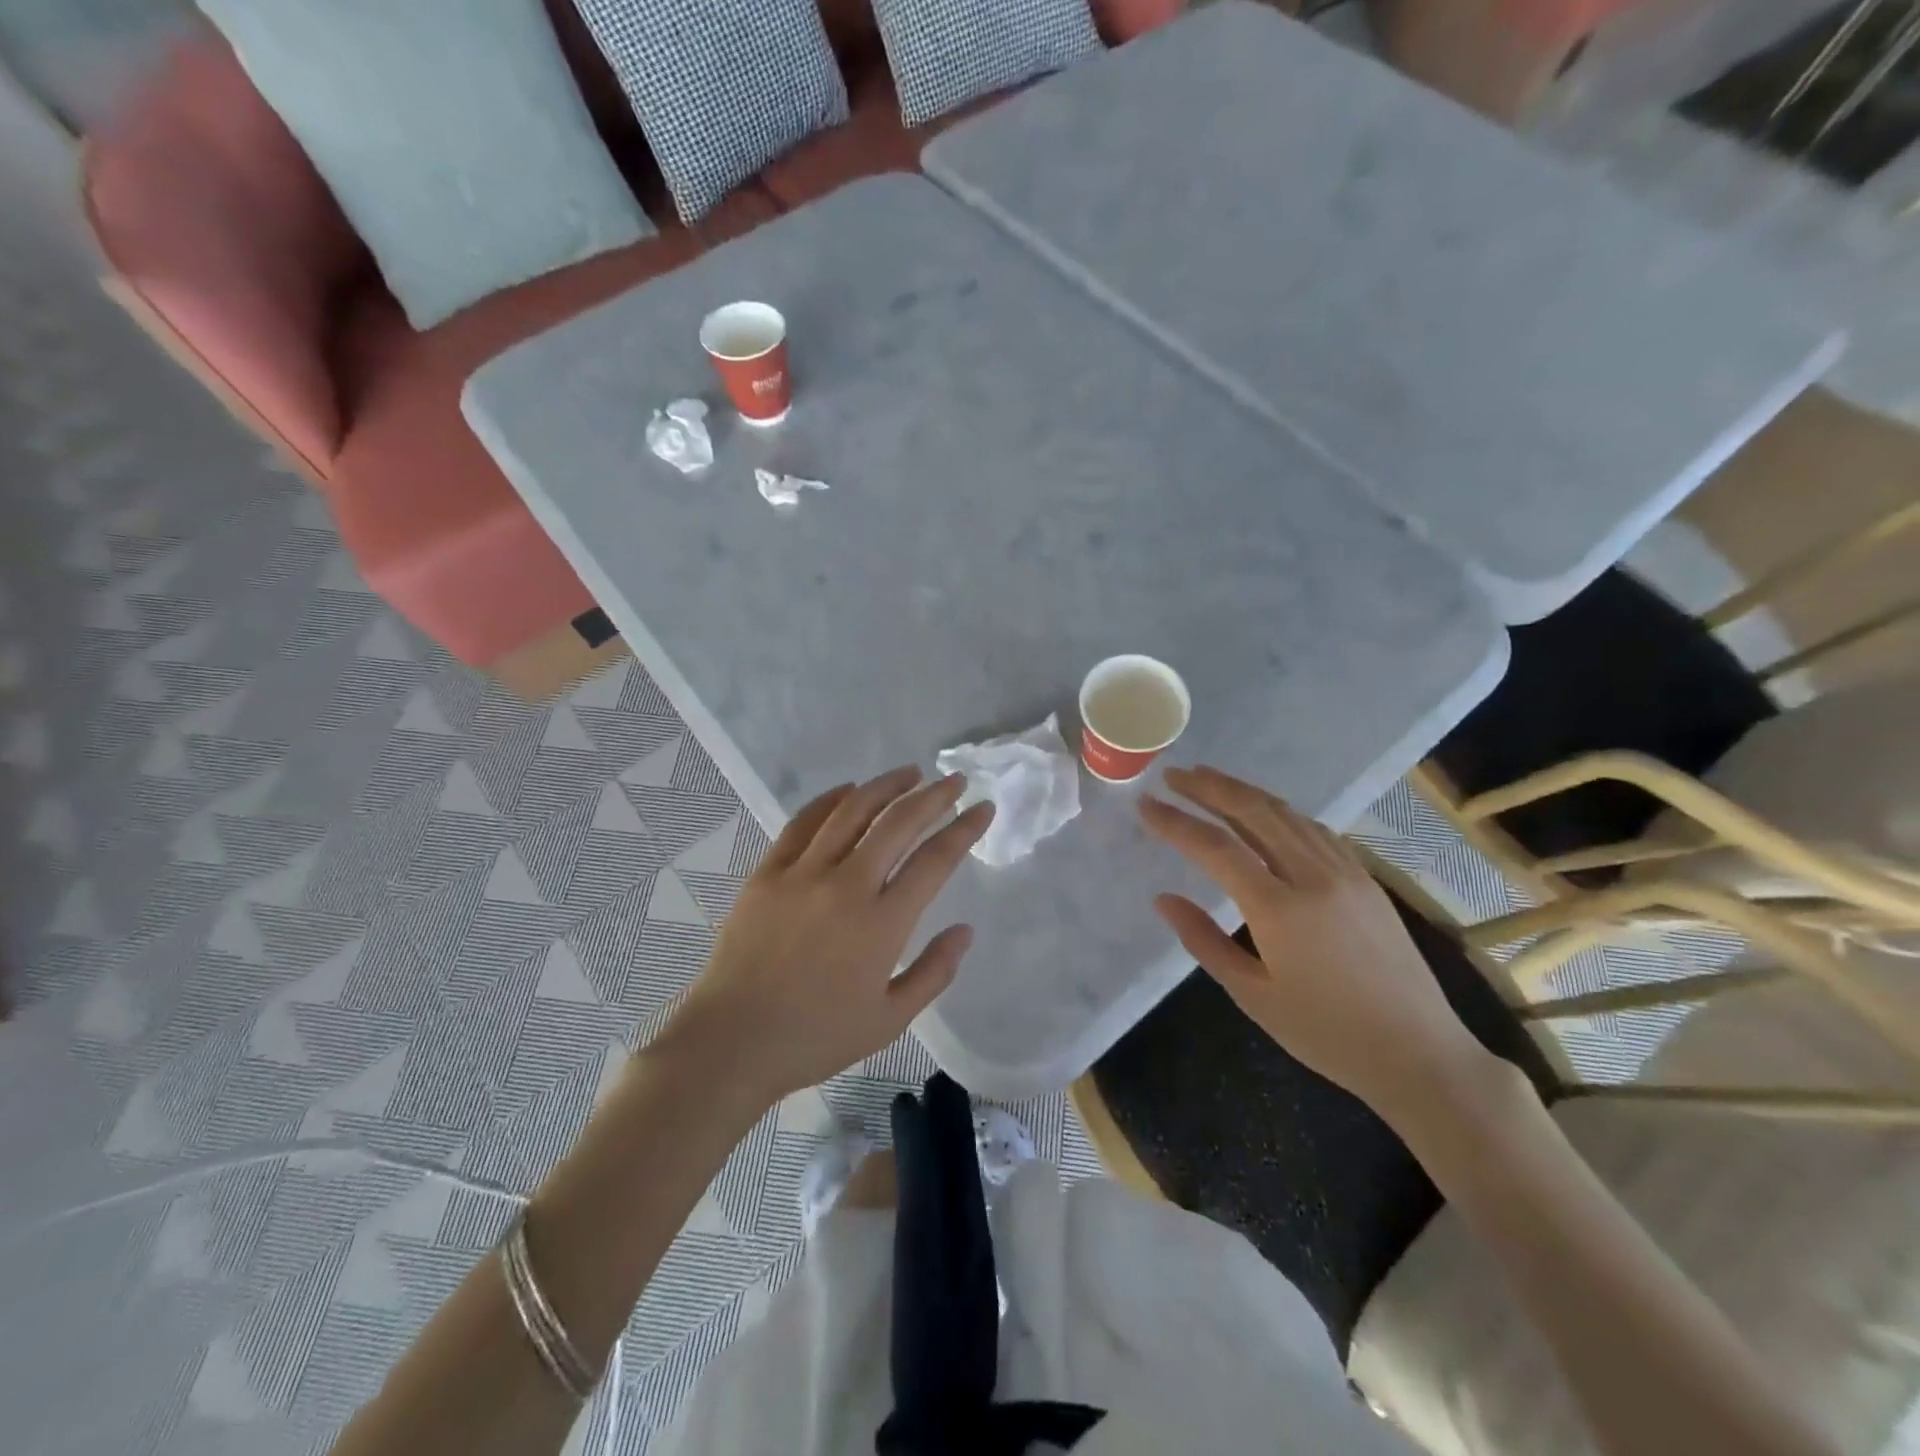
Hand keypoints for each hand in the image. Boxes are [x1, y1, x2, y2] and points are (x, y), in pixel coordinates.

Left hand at [660, 767, 992, 1105]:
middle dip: (933, 797)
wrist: (732, 1041)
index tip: (983, 808)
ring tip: (909, 774)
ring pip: (852, 812)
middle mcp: (846, 886)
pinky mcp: (768, 873)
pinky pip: (803, 823)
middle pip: (898, 824)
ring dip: (885, 787)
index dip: (964, 829)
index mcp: (882, 924)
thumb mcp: (889, 1019)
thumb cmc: (816, 1037)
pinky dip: (830, 800)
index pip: (935, 861)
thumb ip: (934, 972)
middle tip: (954, 781)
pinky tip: (848, 791)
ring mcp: (802, 874)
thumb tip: (965, 930)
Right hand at [1141, 765, 1493, 1122]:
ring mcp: (1345, 872)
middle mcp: (1313, 876)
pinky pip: (1315, 829)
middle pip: (1254, 813)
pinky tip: (1264, 810)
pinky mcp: (1365, 878)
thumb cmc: (1327, 1034)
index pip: (1216, 848)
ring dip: (1243, 791)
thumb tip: (1163, 899)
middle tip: (1173, 775)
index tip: (1145, 805)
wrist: (1419, 1054)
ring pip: (1286, 814)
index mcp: (1279, 909)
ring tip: (1208, 780)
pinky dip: (1280, 811)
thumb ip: (1204, 940)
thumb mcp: (1253, 995)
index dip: (1176, 822)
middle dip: (1209, 788)